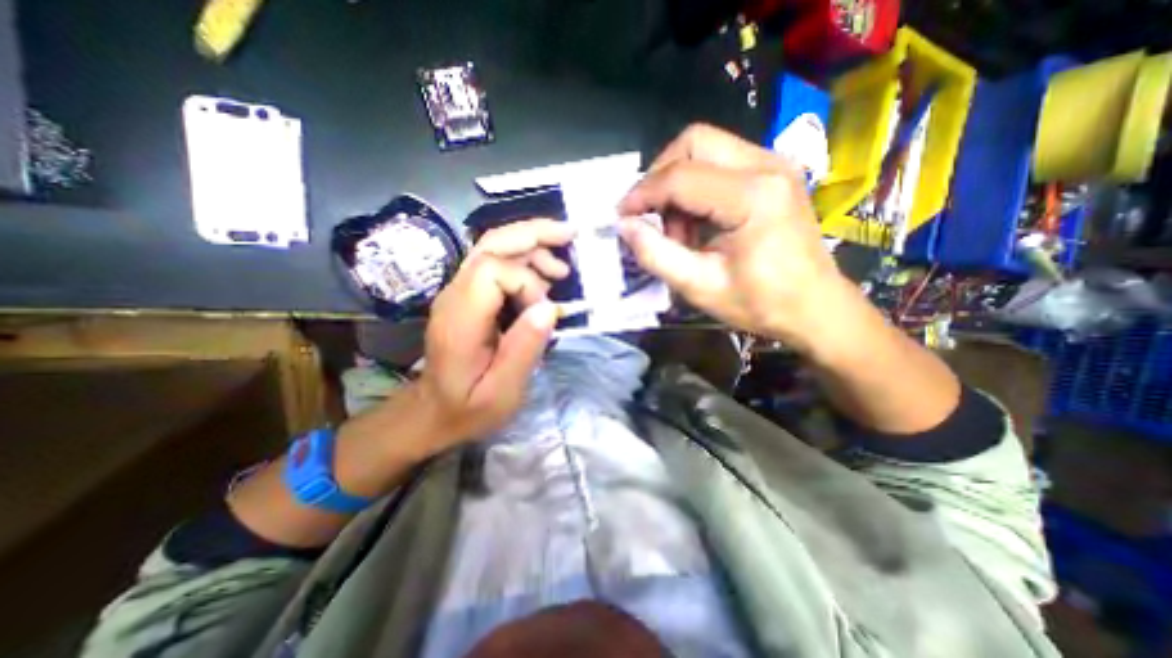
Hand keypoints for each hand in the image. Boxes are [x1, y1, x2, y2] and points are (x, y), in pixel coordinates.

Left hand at [413, 218, 574, 448]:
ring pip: (494, 247)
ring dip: (532, 246)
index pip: (493, 270)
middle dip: (533, 234)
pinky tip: (545, 276)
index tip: (543, 311)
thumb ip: (525, 349)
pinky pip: (497, 263)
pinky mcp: (469, 295)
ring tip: (562, 268)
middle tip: (570, 234)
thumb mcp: (502, 392)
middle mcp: (455, 294)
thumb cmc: (468, 408)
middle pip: (491, 244)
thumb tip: (549, 308)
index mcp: (460, 318)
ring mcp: (459, 291)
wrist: (434, 412)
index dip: (527, 282)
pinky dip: (526, 260)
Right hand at [616, 123, 857, 349]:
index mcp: (752, 196)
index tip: (622, 217)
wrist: (815, 307)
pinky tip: (700, 222)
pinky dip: (697, 186)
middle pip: (693, 141)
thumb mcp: (700, 287)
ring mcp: (774, 163)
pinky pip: (720, 161)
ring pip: (705, 148)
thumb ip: (657, 255)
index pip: (680, 177)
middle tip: (651, 216)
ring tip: (681, 231)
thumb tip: (625, 226)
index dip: (642, 194)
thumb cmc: (761, 303)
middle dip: (660, 176)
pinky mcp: (773, 171)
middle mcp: (767, 165)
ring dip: (679, 183)